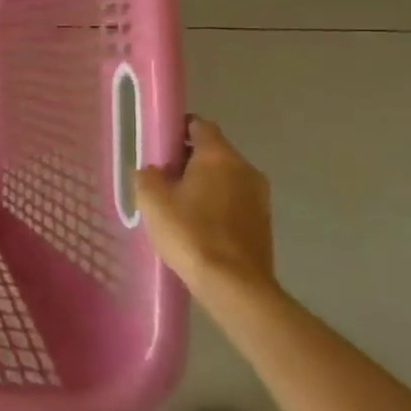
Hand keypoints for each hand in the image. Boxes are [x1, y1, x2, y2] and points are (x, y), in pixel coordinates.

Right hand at [135, 117, 276, 300]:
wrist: (234, 285)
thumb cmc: (190, 232)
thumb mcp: (152, 199)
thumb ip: (148, 175)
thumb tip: (153, 171)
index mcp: (219, 156)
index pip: (200, 125)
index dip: (178, 129)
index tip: (159, 144)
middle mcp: (245, 169)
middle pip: (213, 152)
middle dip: (188, 159)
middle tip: (162, 177)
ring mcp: (259, 197)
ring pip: (225, 178)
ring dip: (203, 184)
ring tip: (177, 204)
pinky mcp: (263, 222)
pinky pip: (234, 200)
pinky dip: (216, 204)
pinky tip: (197, 225)